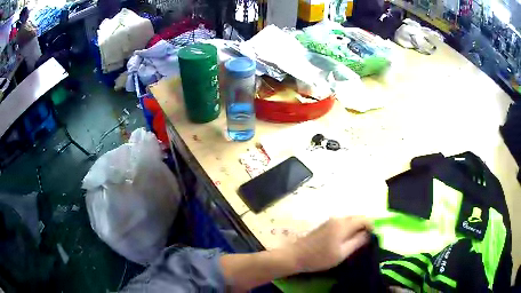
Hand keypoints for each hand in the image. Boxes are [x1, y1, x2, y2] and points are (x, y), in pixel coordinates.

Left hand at [289, 217, 371, 272]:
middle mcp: (338, 218)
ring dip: (357, 228)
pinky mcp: (325, 225)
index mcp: (343, 224)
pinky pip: (343, 223)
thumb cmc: (320, 257)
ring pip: (350, 220)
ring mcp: (330, 221)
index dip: (372, 227)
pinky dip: (349, 229)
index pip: (364, 219)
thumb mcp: (342, 253)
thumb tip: (369, 234)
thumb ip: (358, 242)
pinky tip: (347, 240)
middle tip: (367, 241)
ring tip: (358, 242)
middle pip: (357, 218)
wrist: (295, 256)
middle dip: (365, 227)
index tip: (373, 238)